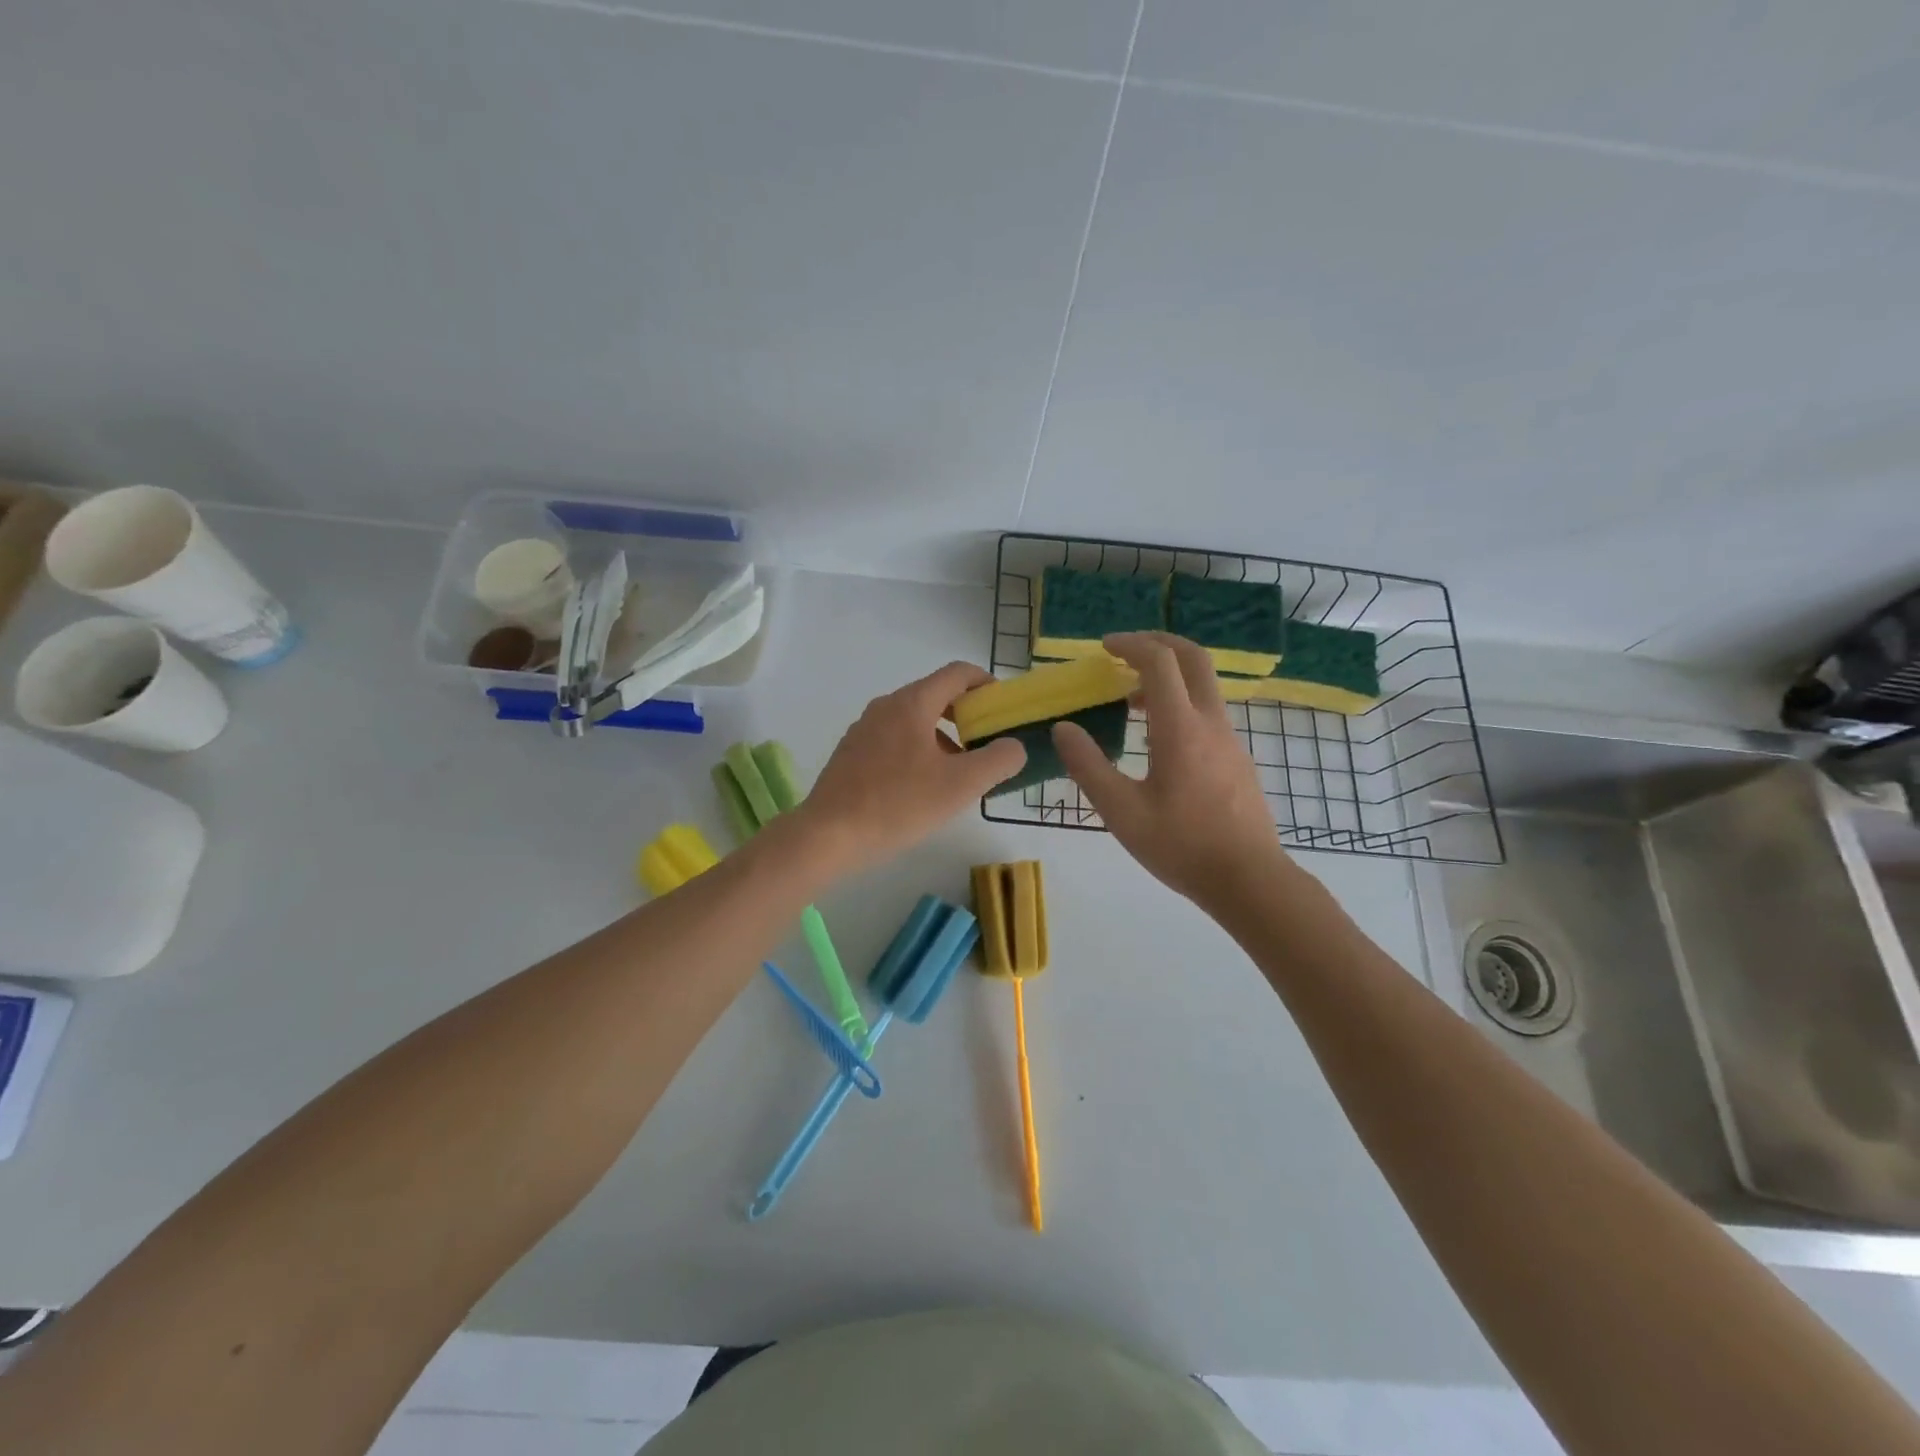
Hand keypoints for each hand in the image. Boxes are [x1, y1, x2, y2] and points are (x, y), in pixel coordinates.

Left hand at [798, 661, 1025, 876]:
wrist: (829, 835)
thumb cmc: (899, 803)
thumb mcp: (961, 785)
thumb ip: (998, 760)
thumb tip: (1014, 746)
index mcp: (912, 703)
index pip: (958, 674)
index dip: (987, 684)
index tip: (1004, 708)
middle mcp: (886, 706)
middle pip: (936, 695)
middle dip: (967, 715)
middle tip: (988, 743)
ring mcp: (864, 729)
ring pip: (915, 720)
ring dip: (944, 736)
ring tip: (960, 772)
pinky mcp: (852, 753)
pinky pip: (895, 739)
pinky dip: (919, 750)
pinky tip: (923, 787)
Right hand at [1053, 632, 1290, 912]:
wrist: (1249, 880)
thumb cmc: (1181, 846)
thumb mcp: (1121, 811)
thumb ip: (1088, 766)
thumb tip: (1063, 729)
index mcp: (1180, 729)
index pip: (1159, 662)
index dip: (1130, 645)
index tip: (1104, 647)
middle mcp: (1210, 723)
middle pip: (1194, 658)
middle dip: (1159, 643)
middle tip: (1126, 651)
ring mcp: (1230, 740)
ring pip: (1203, 686)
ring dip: (1169, 677)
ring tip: (1132, 701)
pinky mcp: (1237, 759)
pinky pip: (1208, 712)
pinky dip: (1180, 703)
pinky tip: (1157, 741)